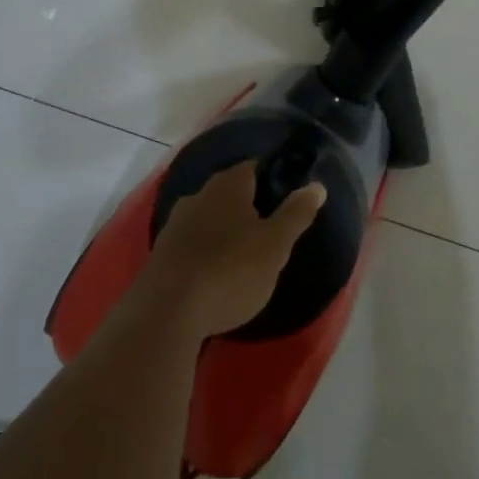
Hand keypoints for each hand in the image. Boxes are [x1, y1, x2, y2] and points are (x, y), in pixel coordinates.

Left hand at [140, 162, 326, 336]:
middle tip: (270, 229)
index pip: (253, 167)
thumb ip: (296, 214)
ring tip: (244, 253)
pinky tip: (215, 271)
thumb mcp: (275, 246)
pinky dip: (206, 249)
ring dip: (225, 229)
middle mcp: (198, 194)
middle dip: (248, 205)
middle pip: (229, 191)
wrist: (167, 311)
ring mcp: (176, 222)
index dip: (272, 178)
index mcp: (228, 185)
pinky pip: (192, 241)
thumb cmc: (231, 271)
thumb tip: (316, 185)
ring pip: (209, 216)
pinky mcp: (162, 251)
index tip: (287, 197)